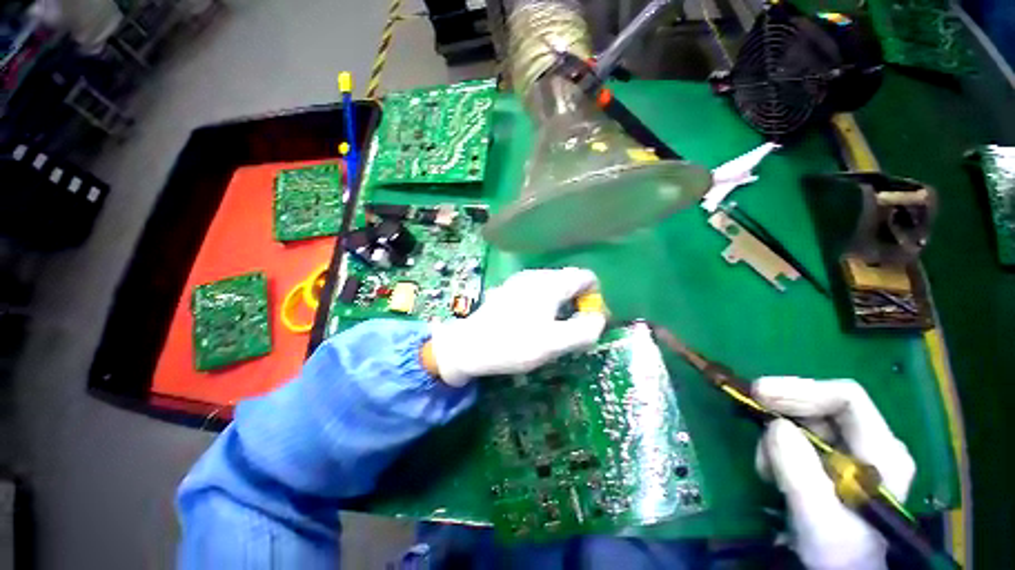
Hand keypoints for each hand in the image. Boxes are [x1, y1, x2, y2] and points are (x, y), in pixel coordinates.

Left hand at [424, 268, 606, 385]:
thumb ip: (584, 330)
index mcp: (550, 283)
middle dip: (578, 303)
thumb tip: (599, 318)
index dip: (595, 297)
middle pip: (570, 281)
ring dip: (562, 305)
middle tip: (572, 329)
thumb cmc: (513, 344)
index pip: (586, 276)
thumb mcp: (554, 343)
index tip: (589, 320)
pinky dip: (546, 304)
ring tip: (554, 329)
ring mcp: (520, 280)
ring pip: (553, 287)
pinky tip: (534, 323)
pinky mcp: (510, 290)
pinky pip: (538, 292)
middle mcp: (536, 275)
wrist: (468, 346)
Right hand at [753, 377, 915, 569]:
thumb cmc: (838, 552)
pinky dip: (777, 447)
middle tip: (750, 416)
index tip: (759, 392)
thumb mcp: (818, 518)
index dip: (801, 390)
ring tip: (765, 466)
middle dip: (783, 413)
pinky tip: (772, 470)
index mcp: (882, 452)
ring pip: (806, 421)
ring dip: (776, 436)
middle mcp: (871, 443)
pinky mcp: (831, 460)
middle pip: (822, 406)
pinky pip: (798, 437)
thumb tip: (774, 427)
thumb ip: (799, 471)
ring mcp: (852, 451)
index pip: (846, 399)